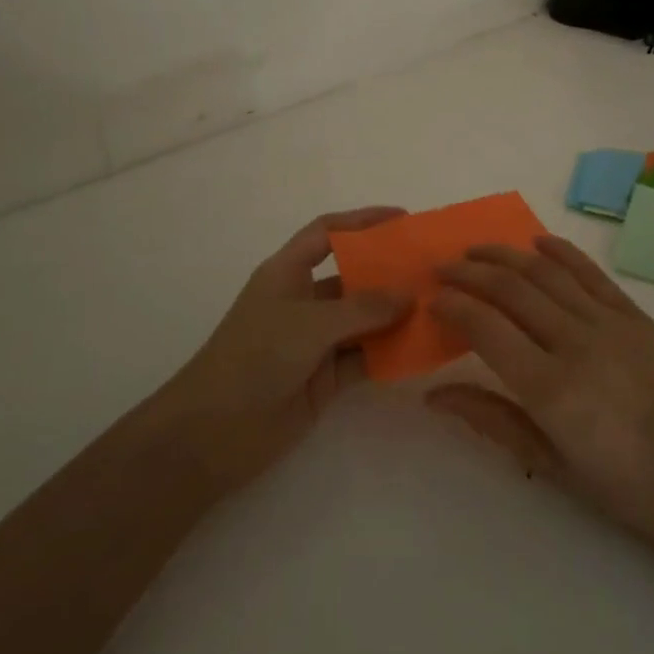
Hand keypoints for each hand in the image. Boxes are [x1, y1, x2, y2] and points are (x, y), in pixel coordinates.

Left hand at [163, 207, 410, 492]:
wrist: (213, 434)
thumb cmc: (254, 358)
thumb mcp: (308, 324)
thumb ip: (362, 308)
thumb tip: (409, 294)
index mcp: (287, 273)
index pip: (326, 233)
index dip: (361, 221)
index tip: (402, 219)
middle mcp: (303, 302)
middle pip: (353, 277)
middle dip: (389, 272)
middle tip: (433, 270)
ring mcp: (315, 341)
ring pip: (363, 320)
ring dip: (395, 315)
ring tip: (440, 308)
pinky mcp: (325, 378)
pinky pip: (365, 358)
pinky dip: (390, 354)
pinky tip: (422, 350)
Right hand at [428, 235, 653, 542]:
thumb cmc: (618, 484)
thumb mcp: (547, 462)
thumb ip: (490, 419)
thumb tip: (434, 395)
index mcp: (550, 387)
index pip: (486, 328)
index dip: (454, 307)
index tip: (432, 300)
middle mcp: (576, 343)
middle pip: (511, 289)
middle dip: (470, 272)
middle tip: (443, 267)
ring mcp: (609, 323)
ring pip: (546, 272)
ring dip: (506, 255)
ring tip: (477, 249)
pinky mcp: (634, 316)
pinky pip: (590, 273)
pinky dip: (561, 252)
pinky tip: (537, 241)